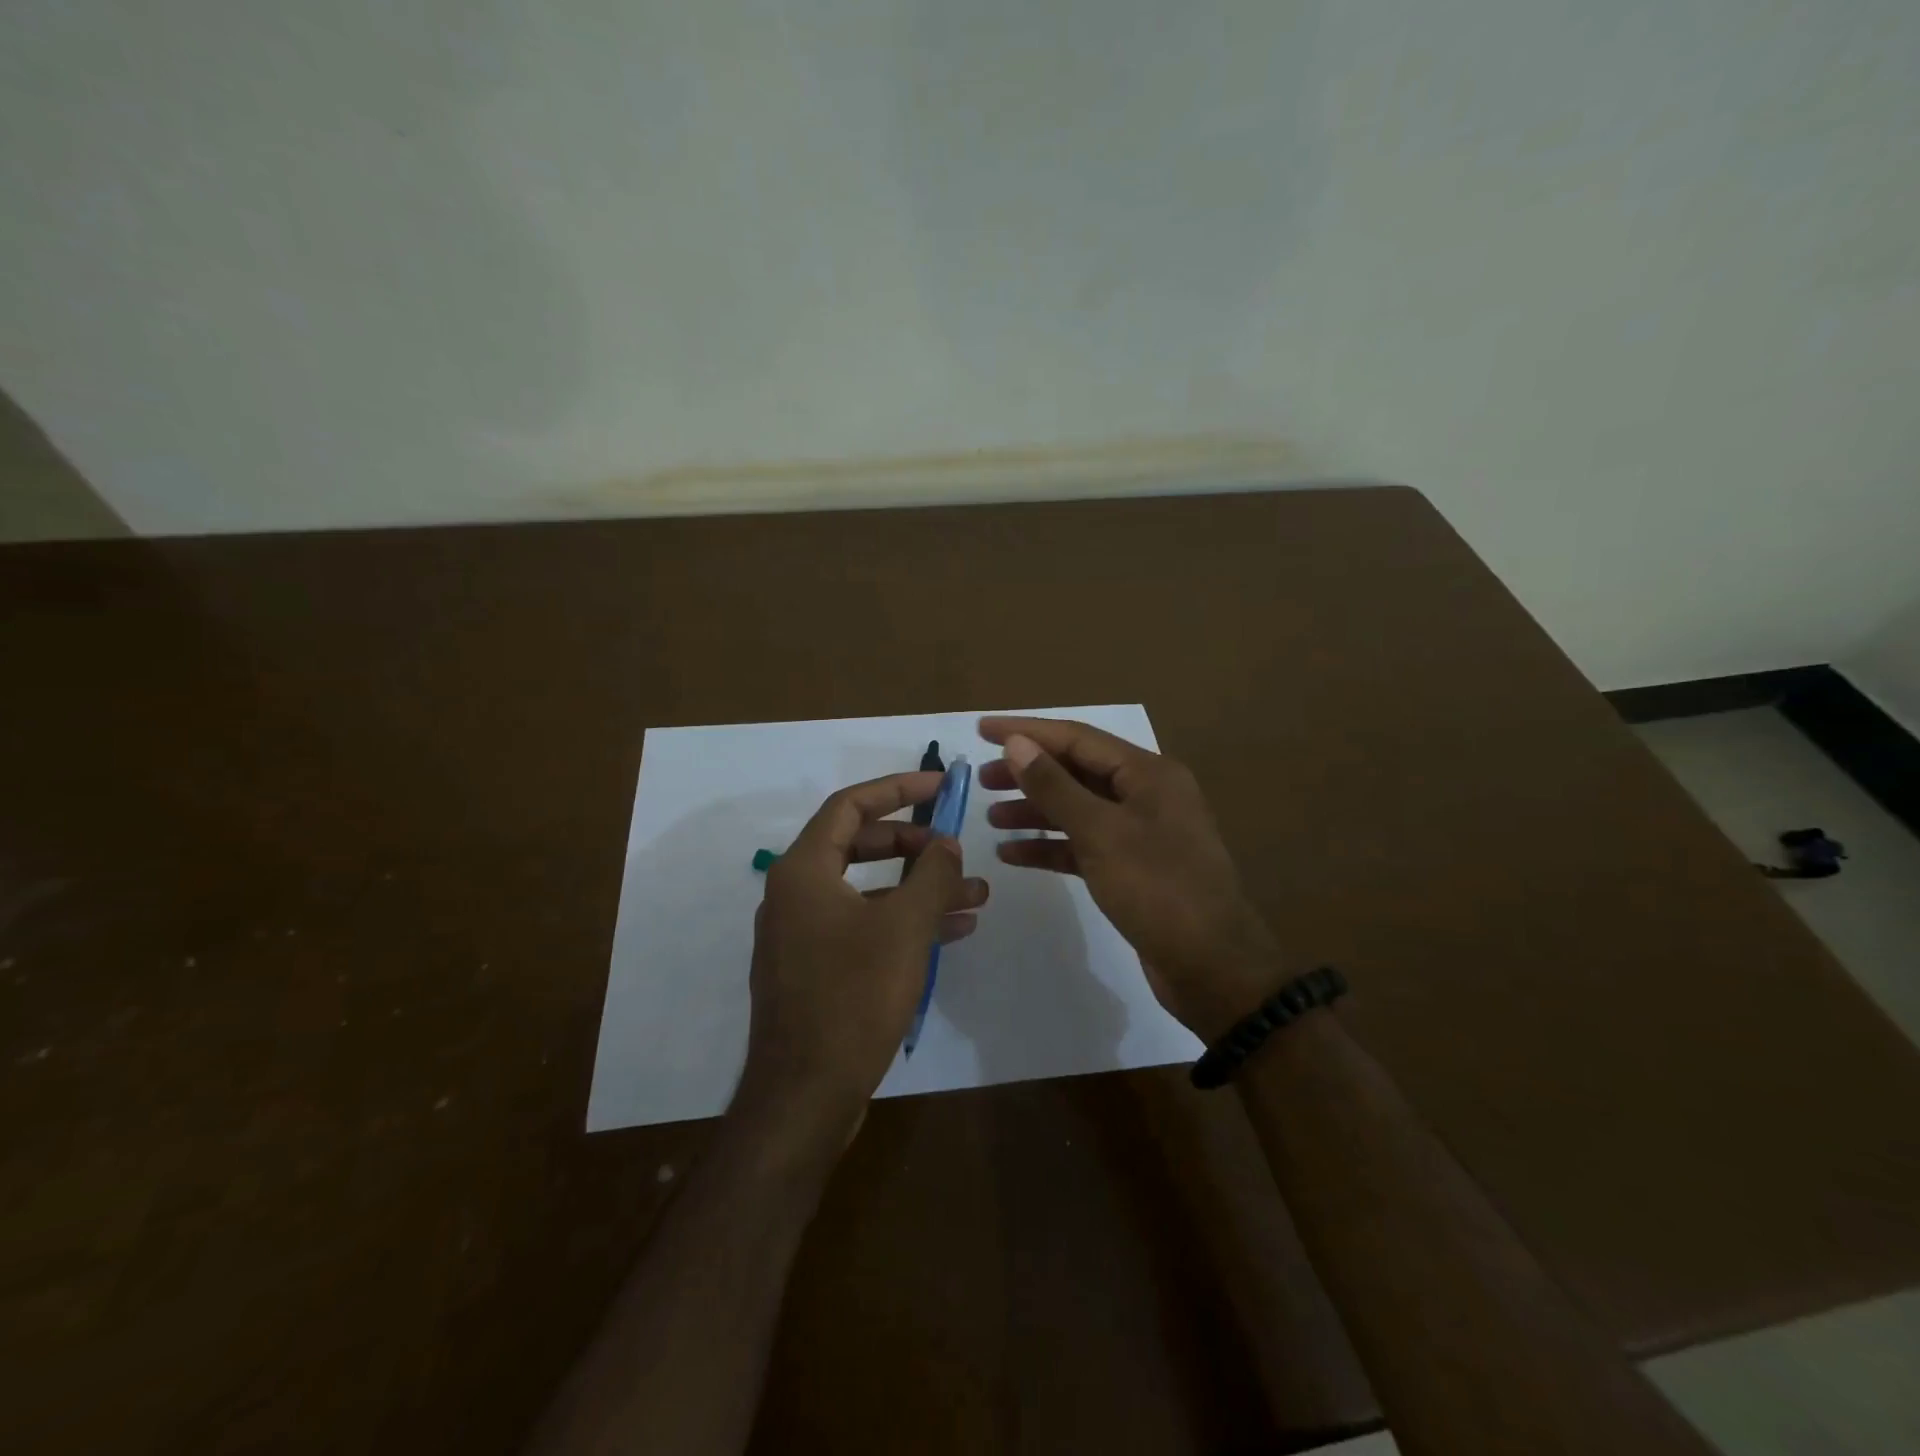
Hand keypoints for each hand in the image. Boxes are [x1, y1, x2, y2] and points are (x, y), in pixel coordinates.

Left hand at [735, 771, 989, 1159]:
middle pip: (858, 845)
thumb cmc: (853, 997)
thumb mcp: (904, 927)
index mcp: (803, 870)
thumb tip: (946, 843)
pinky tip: (951, 931)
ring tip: (974, 895)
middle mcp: (795, 894)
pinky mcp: (815, 969)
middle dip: (913, 844)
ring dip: (918, 888)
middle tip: (953, 849)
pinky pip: (863, 926)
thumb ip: (931, 874)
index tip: (939, 785)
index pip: (850, 805)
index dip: (896, 788)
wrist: (805, 1096)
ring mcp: (802, 934)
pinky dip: (903, 922)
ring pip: (867, 890)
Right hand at [979, 716, 1279, 1039]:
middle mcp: (1146, 795)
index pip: (1077, 738)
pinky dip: (1050, 846)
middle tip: (982, 779)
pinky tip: (1013, 854)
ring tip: (991, 816)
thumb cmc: (1158, 889)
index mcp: (1148, 773)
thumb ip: (1055, 786)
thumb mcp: (1101, 833)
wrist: (1212, 968)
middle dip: (1029, 772)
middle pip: (1077, 771)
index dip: (1027, 731)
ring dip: (1035, 810)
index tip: (982, 729)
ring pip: (1078, 809)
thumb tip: (1016, 743)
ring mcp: (1140, 833)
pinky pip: (1083, 846)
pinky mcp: (1132, 869)